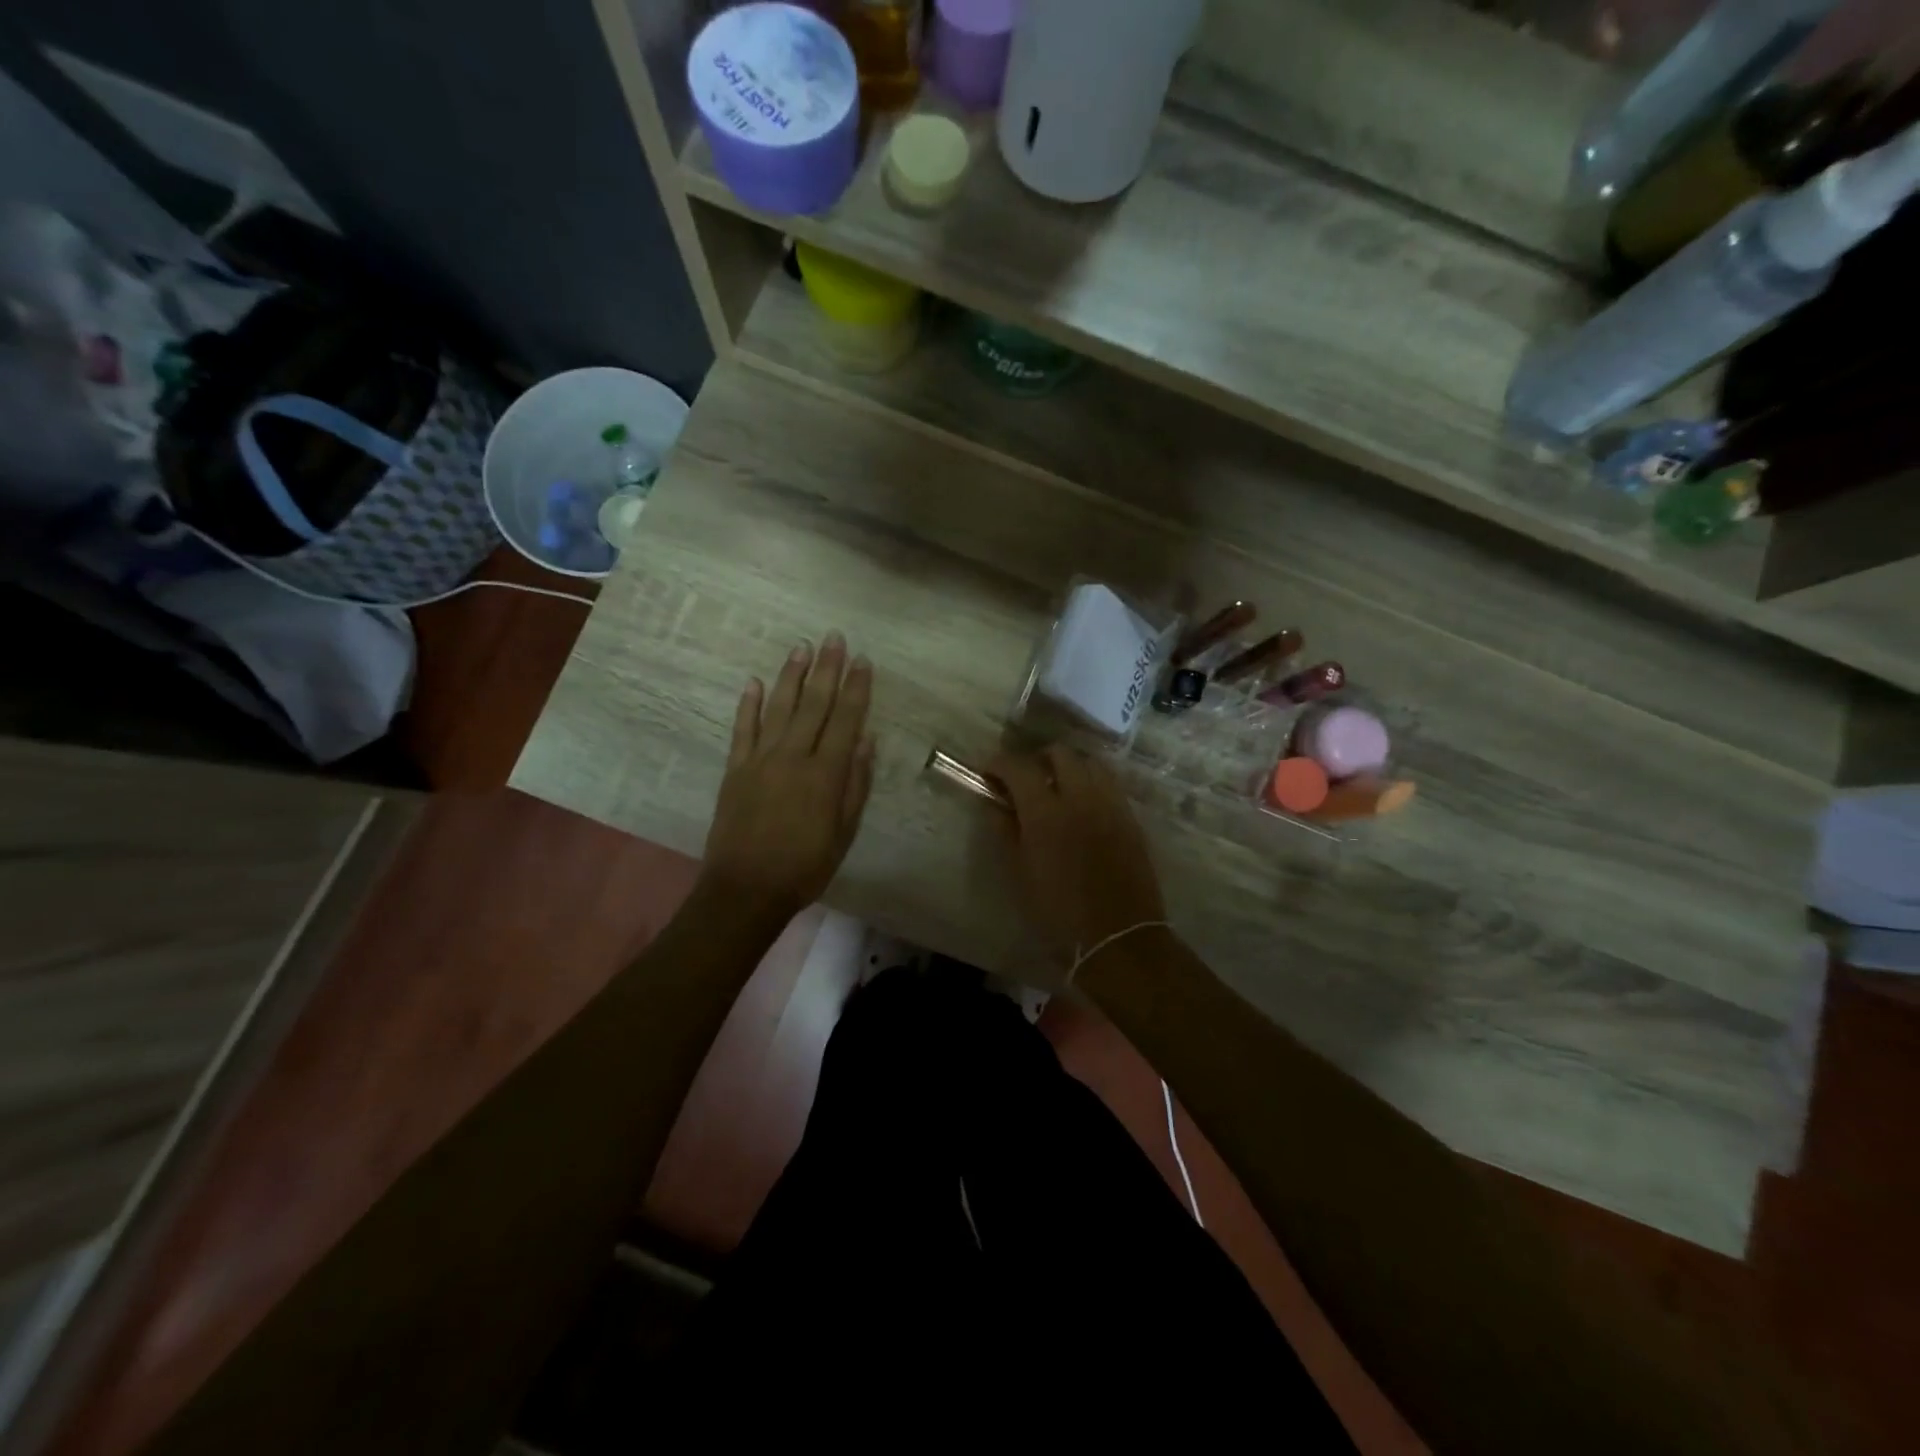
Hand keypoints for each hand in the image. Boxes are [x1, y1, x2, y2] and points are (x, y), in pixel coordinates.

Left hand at [701, 632, 874, 922]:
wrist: (746, 889)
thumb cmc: (805, 866)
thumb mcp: (844, 832)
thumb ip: (855, 784)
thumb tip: (866, 740)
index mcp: (825, 773)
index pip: (846, 720)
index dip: (856, 688)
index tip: (862, 661)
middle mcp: (793, 756)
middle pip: (814, 704)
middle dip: (826, 669)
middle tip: (833, 638)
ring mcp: (760, 760)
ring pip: (779, 708)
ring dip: (791, 676)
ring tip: (801, 647)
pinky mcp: (735, 769)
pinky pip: (743, 729)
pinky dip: (748, 704)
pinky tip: (754, 682)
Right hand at [989, 745, 1166, 960]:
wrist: (1119, 940)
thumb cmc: (1058, 914)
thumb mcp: (1020, 875)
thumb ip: (1006, 832)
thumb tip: (995, 804)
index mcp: (1046, 813)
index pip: (1018, 767)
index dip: (999, 763)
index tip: (989, 772)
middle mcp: (1081, 798)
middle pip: (1060, 753)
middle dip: (1037, 759)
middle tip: (1025, 779)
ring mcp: (1111, 805)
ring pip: (1091, 763)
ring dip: (1069, 767)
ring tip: (1057, 788)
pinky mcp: (1131, 819)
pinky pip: (1110, 785)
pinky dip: (1092, 784)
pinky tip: (1083, 807)